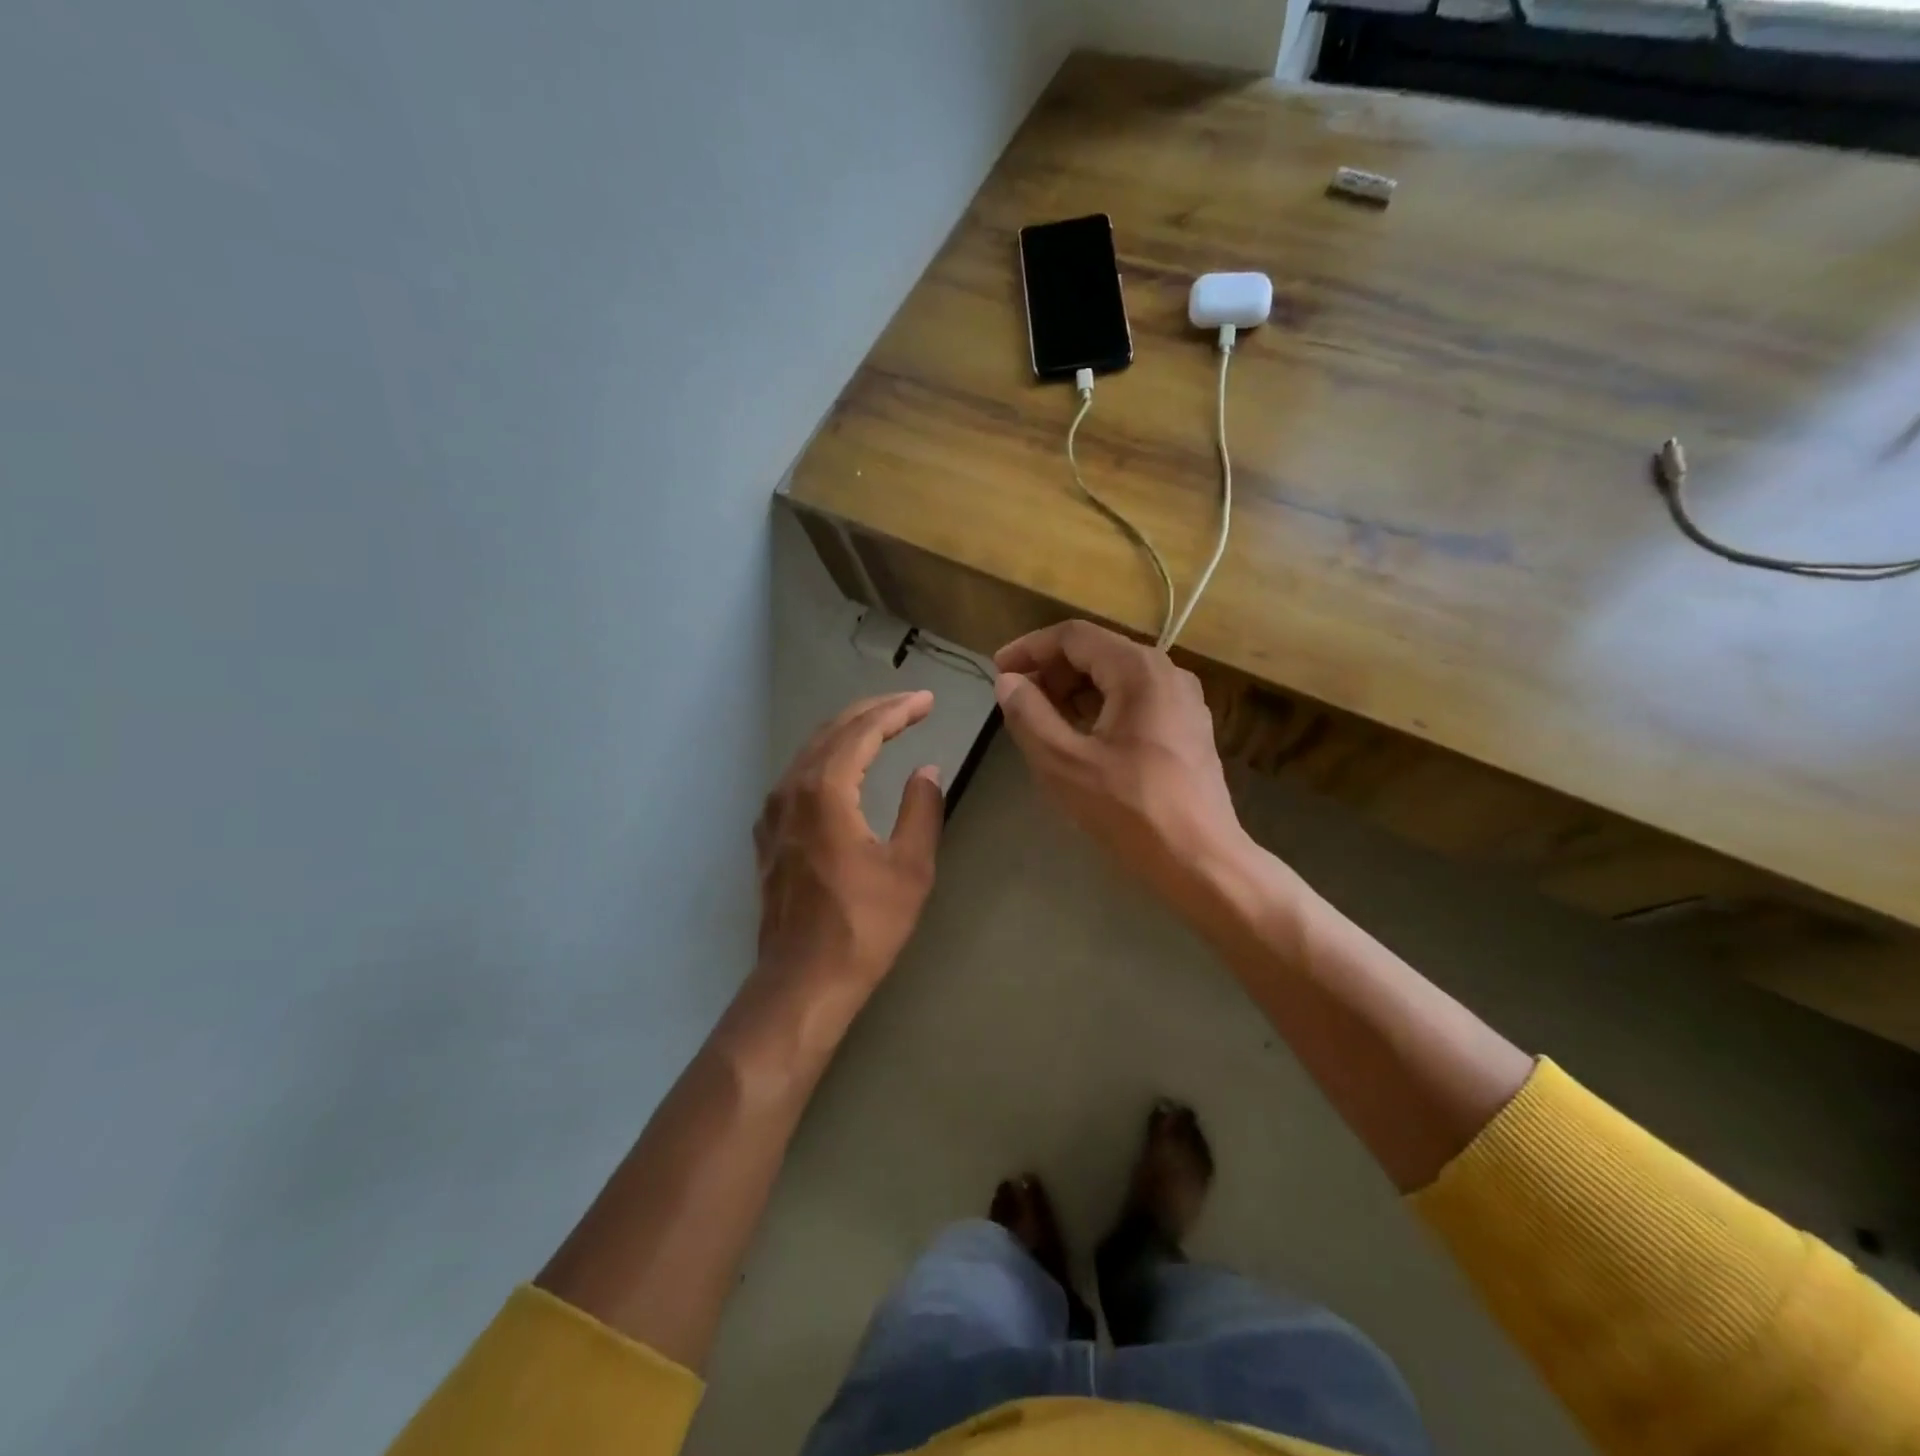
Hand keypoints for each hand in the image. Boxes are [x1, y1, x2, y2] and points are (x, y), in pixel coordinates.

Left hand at [753, 691, 943, 996]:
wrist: (803, 981)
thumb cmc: (863, 926)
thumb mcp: (909, 868)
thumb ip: (921, 810)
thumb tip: (927, 771)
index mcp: (825, 790)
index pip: (863, 731)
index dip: (897, 711)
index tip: (927, 701)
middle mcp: (791, 789)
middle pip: (832, 731)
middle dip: (873, 712)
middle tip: (910, 705)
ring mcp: (773, 812)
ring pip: (811, 751)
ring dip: (849, 732)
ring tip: (884, 726)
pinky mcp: (768, 834)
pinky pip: (798, 776)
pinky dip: (828, 758)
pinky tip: (845, 767)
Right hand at [994, 621, 1248, 916]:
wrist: (1202, 861)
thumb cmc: (1130, 810)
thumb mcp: (1064, 763)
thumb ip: (1029, 715)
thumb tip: (1009, 682)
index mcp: (1138, 670)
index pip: (1073, 636)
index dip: (1029, 648)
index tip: (998, 671)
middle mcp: (1167, 672)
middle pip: (1097, 652)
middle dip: (1052, 671)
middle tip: (1018, 702)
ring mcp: (1184, 700)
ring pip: (1117, 677)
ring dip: (1074, 691)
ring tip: (1043, 722)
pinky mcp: (1188, 728)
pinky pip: (1136, 700)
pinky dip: (1101, 708)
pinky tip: (1082, 740)